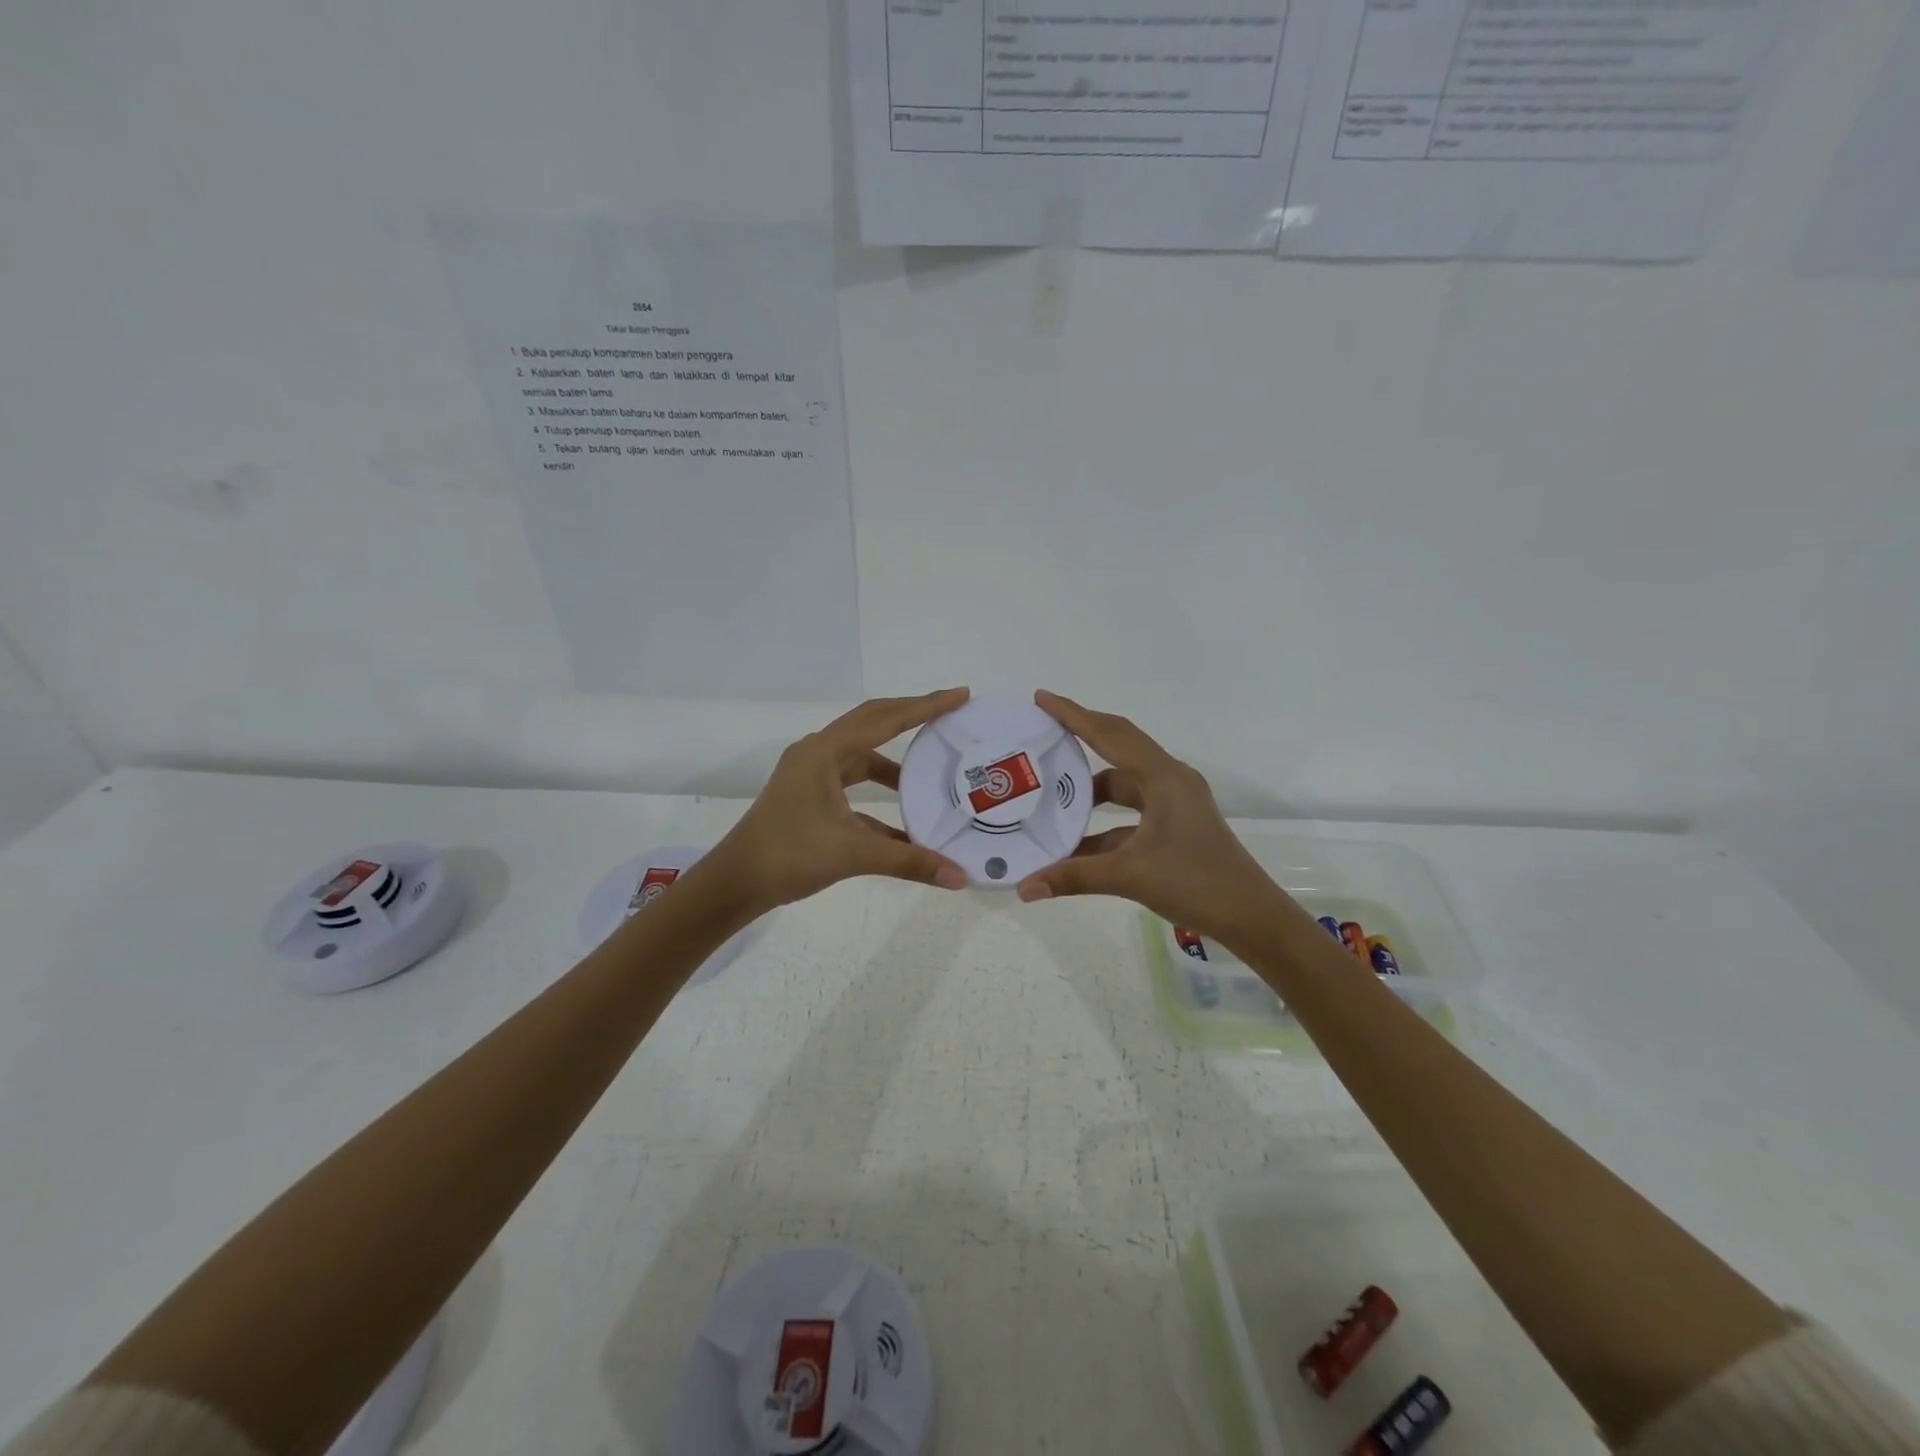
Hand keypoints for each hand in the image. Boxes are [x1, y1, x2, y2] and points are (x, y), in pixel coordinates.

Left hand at [707, 689, 972, 915]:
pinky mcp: (809, 795)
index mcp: (825, 752)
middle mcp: (817, 753)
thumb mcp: (853, 854)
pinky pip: (852, 783)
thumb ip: (910, 862)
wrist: (735, 882)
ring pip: (862, 755)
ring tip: (930, 770)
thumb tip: (960, 877)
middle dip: (912, 716)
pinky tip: (903, 821)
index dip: (926, 707)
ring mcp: (811, 773)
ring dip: (895, 762)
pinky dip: (878, 795)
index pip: (886, 719)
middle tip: (949, 714)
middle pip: (873, 722)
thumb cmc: (789, 856)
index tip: (960, 695)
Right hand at [1016, 691, 1281, 942]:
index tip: (1042, 698)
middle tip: (1042, 732)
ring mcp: (1175, 803)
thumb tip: (1025, 888)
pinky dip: (1103, 822)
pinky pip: (1130, 812)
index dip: (1074, 715)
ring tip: (1050, 791)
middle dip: (1080, 736)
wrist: (1252, 917)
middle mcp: (1170, 781)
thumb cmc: (1196, 884)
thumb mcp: (1129, 876)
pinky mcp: (1175, 824)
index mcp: (1163, 778)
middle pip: (1118, 747)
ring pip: (1123, 784)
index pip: (1110, 735)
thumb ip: (1073, 877)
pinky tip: (1074, 842)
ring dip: (1089, 790)